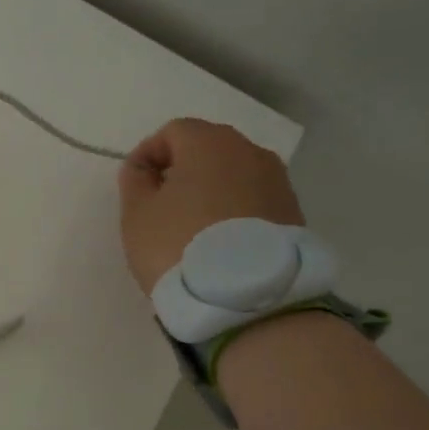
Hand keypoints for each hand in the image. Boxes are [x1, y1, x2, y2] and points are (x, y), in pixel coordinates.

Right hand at [117, 118, 304, 295]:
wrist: (246, 298)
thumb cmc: (178, 245)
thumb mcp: (137, 215)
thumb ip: (135, 182)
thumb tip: (142, 168)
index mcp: (209, 143)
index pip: (173, 132)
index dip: (149, 154)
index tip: (136, 185)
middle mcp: (249, 151)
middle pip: (208, 148)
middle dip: (182, 170)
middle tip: (162, 205)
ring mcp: (277, 181)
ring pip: (234, 175)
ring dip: (211, 191)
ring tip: (193, 227)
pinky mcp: (293, 213)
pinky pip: (254, 200)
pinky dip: (234, 211)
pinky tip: (221, 242)